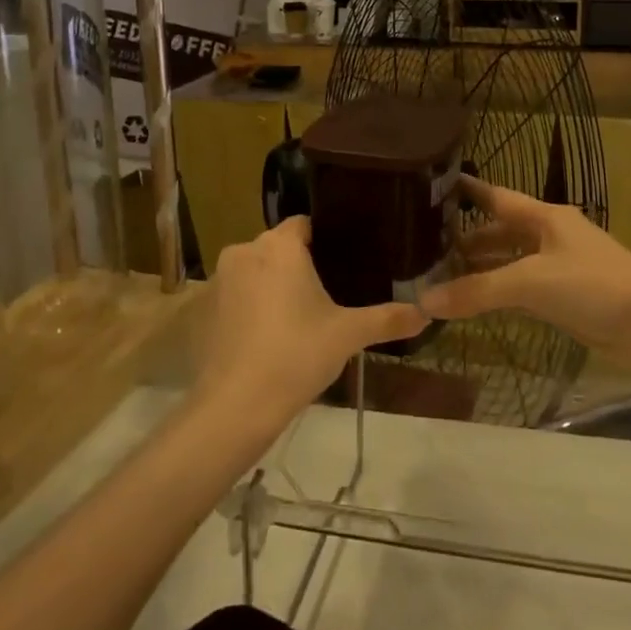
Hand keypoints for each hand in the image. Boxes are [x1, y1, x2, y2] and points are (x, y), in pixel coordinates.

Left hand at [193, 217, 425, 432]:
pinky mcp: (205, 309)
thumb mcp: (349, 334)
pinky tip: (271, 334)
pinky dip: (252, 306)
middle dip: (300, 264)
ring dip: (274, 284)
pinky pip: (238, 294)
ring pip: (256, 270)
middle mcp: (245, 250)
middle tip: (330, 291)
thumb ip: (388, 318)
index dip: (324, 239)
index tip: (345, 261)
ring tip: (302, 314)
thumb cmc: (297, 355)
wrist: (236, 405)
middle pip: (279, 247)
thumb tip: (426, 313)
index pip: (305, 224)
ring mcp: (220, 280)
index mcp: (280, 246)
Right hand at [422, 177, 630, 382]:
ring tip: (442, 275)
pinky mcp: (566, 297)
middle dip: (468, 239)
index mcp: (545, 217)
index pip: (498, 197)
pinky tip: (477, 301)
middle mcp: (551, 236)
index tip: (435, 185)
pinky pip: (523, 288)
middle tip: (427, 245)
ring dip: (482, 268)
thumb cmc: (592, 286)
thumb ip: (478, 291)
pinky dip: (499, 292)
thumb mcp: (530, 283)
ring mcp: (560, 267)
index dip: (469, 191)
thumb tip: (424, 301)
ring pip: (511, 261)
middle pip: (502, 231)